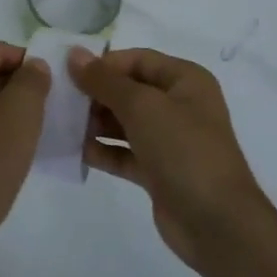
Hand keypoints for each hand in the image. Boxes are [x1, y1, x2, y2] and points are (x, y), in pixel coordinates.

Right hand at [69, 47, 270, 269]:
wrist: (216, 222)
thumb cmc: (183, 150)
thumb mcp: (141, 106)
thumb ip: (104, 80)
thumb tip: (74, 54)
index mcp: (185, 81)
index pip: (137, 60)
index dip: (103, 64)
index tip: (68, 75)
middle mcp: (179, 105)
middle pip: (129, 90)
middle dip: (95, 95)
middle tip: (60, 102)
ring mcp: (169, 140)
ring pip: (124, 122)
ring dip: (95, 123)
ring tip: (63, 126)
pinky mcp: (158, 171)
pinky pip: (124, 153)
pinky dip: (103, 151)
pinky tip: (75, 151)